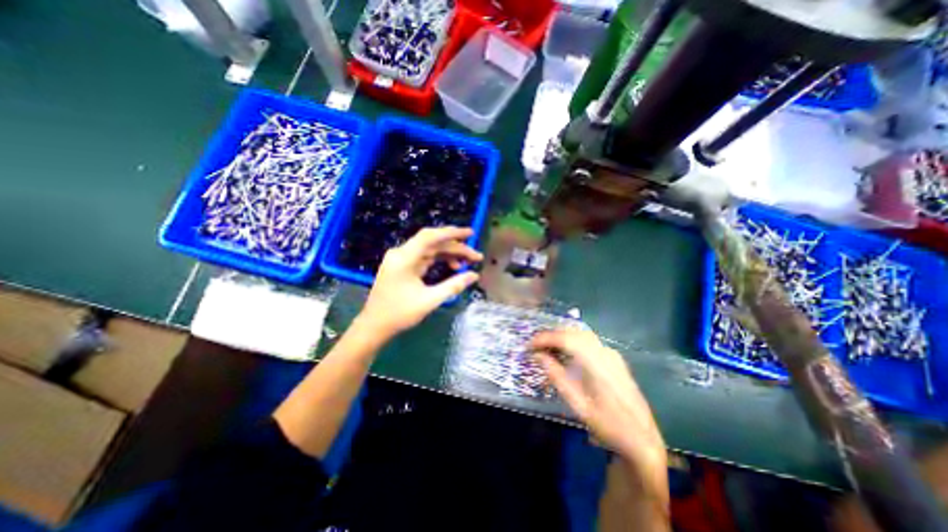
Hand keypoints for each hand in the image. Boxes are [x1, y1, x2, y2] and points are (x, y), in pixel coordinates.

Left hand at [360, 226, 484, 337]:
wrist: (374, 326)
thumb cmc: (399, 314)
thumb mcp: (430, 300)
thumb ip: (453, 285)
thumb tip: (474, 275)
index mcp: (404, 258)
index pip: (430, 236)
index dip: (452, 233)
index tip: (471, 233)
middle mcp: (402, 253)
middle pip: (433, 243)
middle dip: (456, 247)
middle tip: (476, 256)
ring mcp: (401, 259)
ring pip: (430, 250)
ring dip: (449, 254)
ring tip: (467, 262)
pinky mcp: (403, 266)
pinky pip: (425, 257)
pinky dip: (439, 260)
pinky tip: (453, 266)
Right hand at [531, 330, 665, 475]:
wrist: (642, 440)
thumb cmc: (608, 425)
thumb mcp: (577, 404)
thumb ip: (556, 376)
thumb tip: (538, 356)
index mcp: (597, 363)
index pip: (566, 339)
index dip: (545, 338)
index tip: (529, 345)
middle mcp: (605, 352)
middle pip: (574, 332)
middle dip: (552, 335)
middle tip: (535, 346)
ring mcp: (612, 354)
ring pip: (582, 334)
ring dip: (562, 337)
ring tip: (546, 349)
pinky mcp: (614, 359)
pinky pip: (589, 342)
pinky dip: (573, 342)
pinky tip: (565, 353)